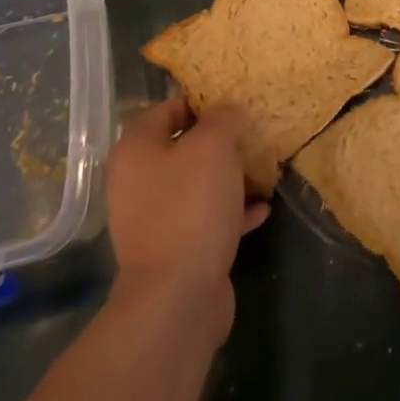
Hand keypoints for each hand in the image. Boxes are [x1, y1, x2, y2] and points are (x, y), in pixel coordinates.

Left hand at [106, 98, 269, 338]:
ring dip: (229, 178)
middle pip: (182, 149)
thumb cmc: (191, 206)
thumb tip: (227, 111)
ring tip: (263, 171)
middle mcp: (137, 182)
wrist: (178, 297)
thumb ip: (223, 118)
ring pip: (196, 185)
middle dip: (220, 143)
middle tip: (252, 137)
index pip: (165, 109)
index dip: (199, 102)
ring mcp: (154, 219)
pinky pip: (206, 218)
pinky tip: (262, 209)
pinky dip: (232, 212)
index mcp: (136, 150)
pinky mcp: (175, 250)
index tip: (233, 104)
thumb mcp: (214, 146)